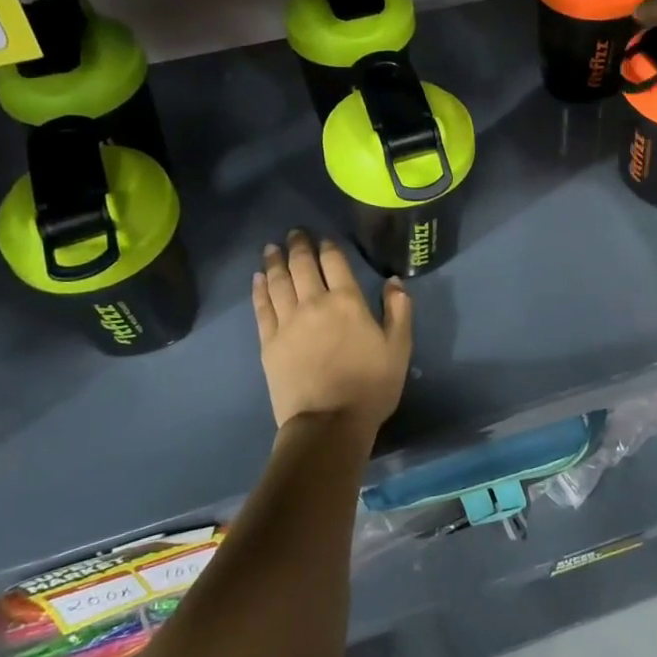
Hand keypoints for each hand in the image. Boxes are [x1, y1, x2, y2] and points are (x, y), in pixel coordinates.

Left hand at [252, 230, 411, 435]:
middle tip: (294, 233)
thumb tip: (394, 281)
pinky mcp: (269, 342)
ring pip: (278, 282)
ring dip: (275, 261)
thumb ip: (398, 310)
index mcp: (347, 301)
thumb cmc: (370, 386)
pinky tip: (257, 278)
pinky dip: (259, 289)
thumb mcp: (399, 347)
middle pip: (302, 266)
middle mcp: (314, 303)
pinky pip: (262, 307)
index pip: (334, 262)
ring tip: (271, 248)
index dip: (328, 247)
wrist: (328, 423)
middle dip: (298, 246)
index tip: (323, 238)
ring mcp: (287, 322)